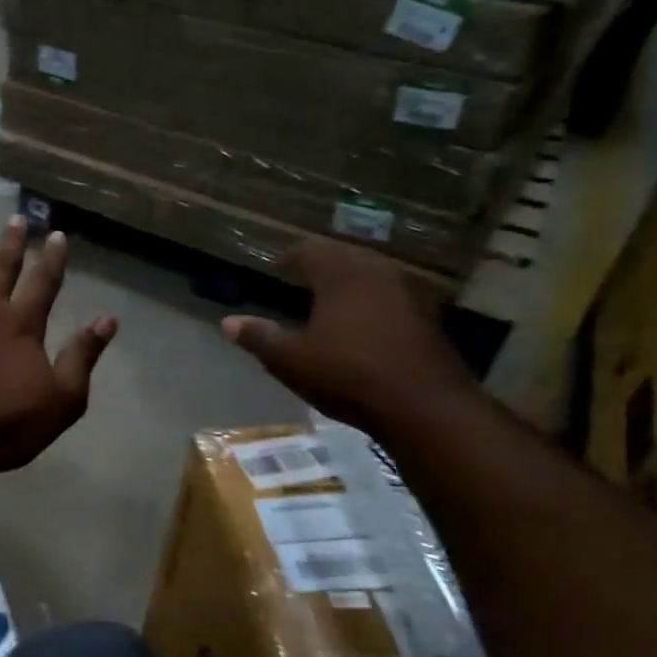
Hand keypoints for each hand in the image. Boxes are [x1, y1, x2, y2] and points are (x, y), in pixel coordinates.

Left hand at [0, 216, 117, 475]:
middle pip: (2, 267)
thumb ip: (83, 356)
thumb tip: (108, 320)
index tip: (57, 235)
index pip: (43, 282)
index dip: (52, 258)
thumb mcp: (62, 399)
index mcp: (22, 324)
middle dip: (13, 243)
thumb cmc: (6, 424)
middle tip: (17, 219)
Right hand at [221, 238, 474, 433]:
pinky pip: (392, 296)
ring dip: (350, 281)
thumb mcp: (290, 360)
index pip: (310, 250)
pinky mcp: (428, 317)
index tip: (277, 267)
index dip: (290, 257)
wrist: (424, 406)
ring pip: (372, 274)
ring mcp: (409, 293)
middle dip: (322, 265)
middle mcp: (377, 272)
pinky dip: (372, 301)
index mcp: (341, 275)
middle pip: (344, 256)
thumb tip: (227, 322)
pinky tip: (364, 323)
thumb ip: (259, 337)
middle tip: (301, 278)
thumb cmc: (348, 375)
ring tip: (331, 299)